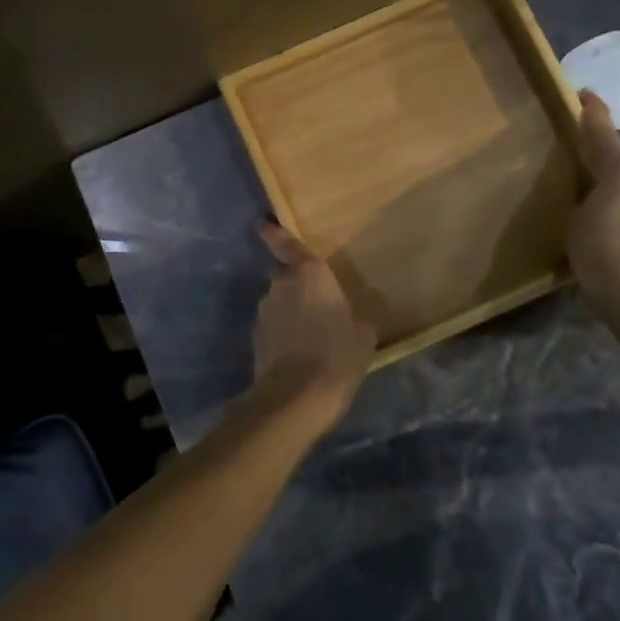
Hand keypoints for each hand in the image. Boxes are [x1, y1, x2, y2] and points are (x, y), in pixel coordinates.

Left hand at [252, 223, 376, 427]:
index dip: (275, 233)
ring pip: (280, 303)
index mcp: (309, 274)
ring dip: (291, 312)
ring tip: (312, 335)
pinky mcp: (256, 337)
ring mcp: (265, 311)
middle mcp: (281, 284)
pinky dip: (284, 333)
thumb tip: (353, 319)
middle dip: (299, 287)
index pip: (289, 245)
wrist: (296, 397)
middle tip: (319, 306)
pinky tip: (299, 352)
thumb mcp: (364, 335)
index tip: (262, 223)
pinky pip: (274, 326)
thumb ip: (356, 318)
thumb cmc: (337, 355)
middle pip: (288, 277)